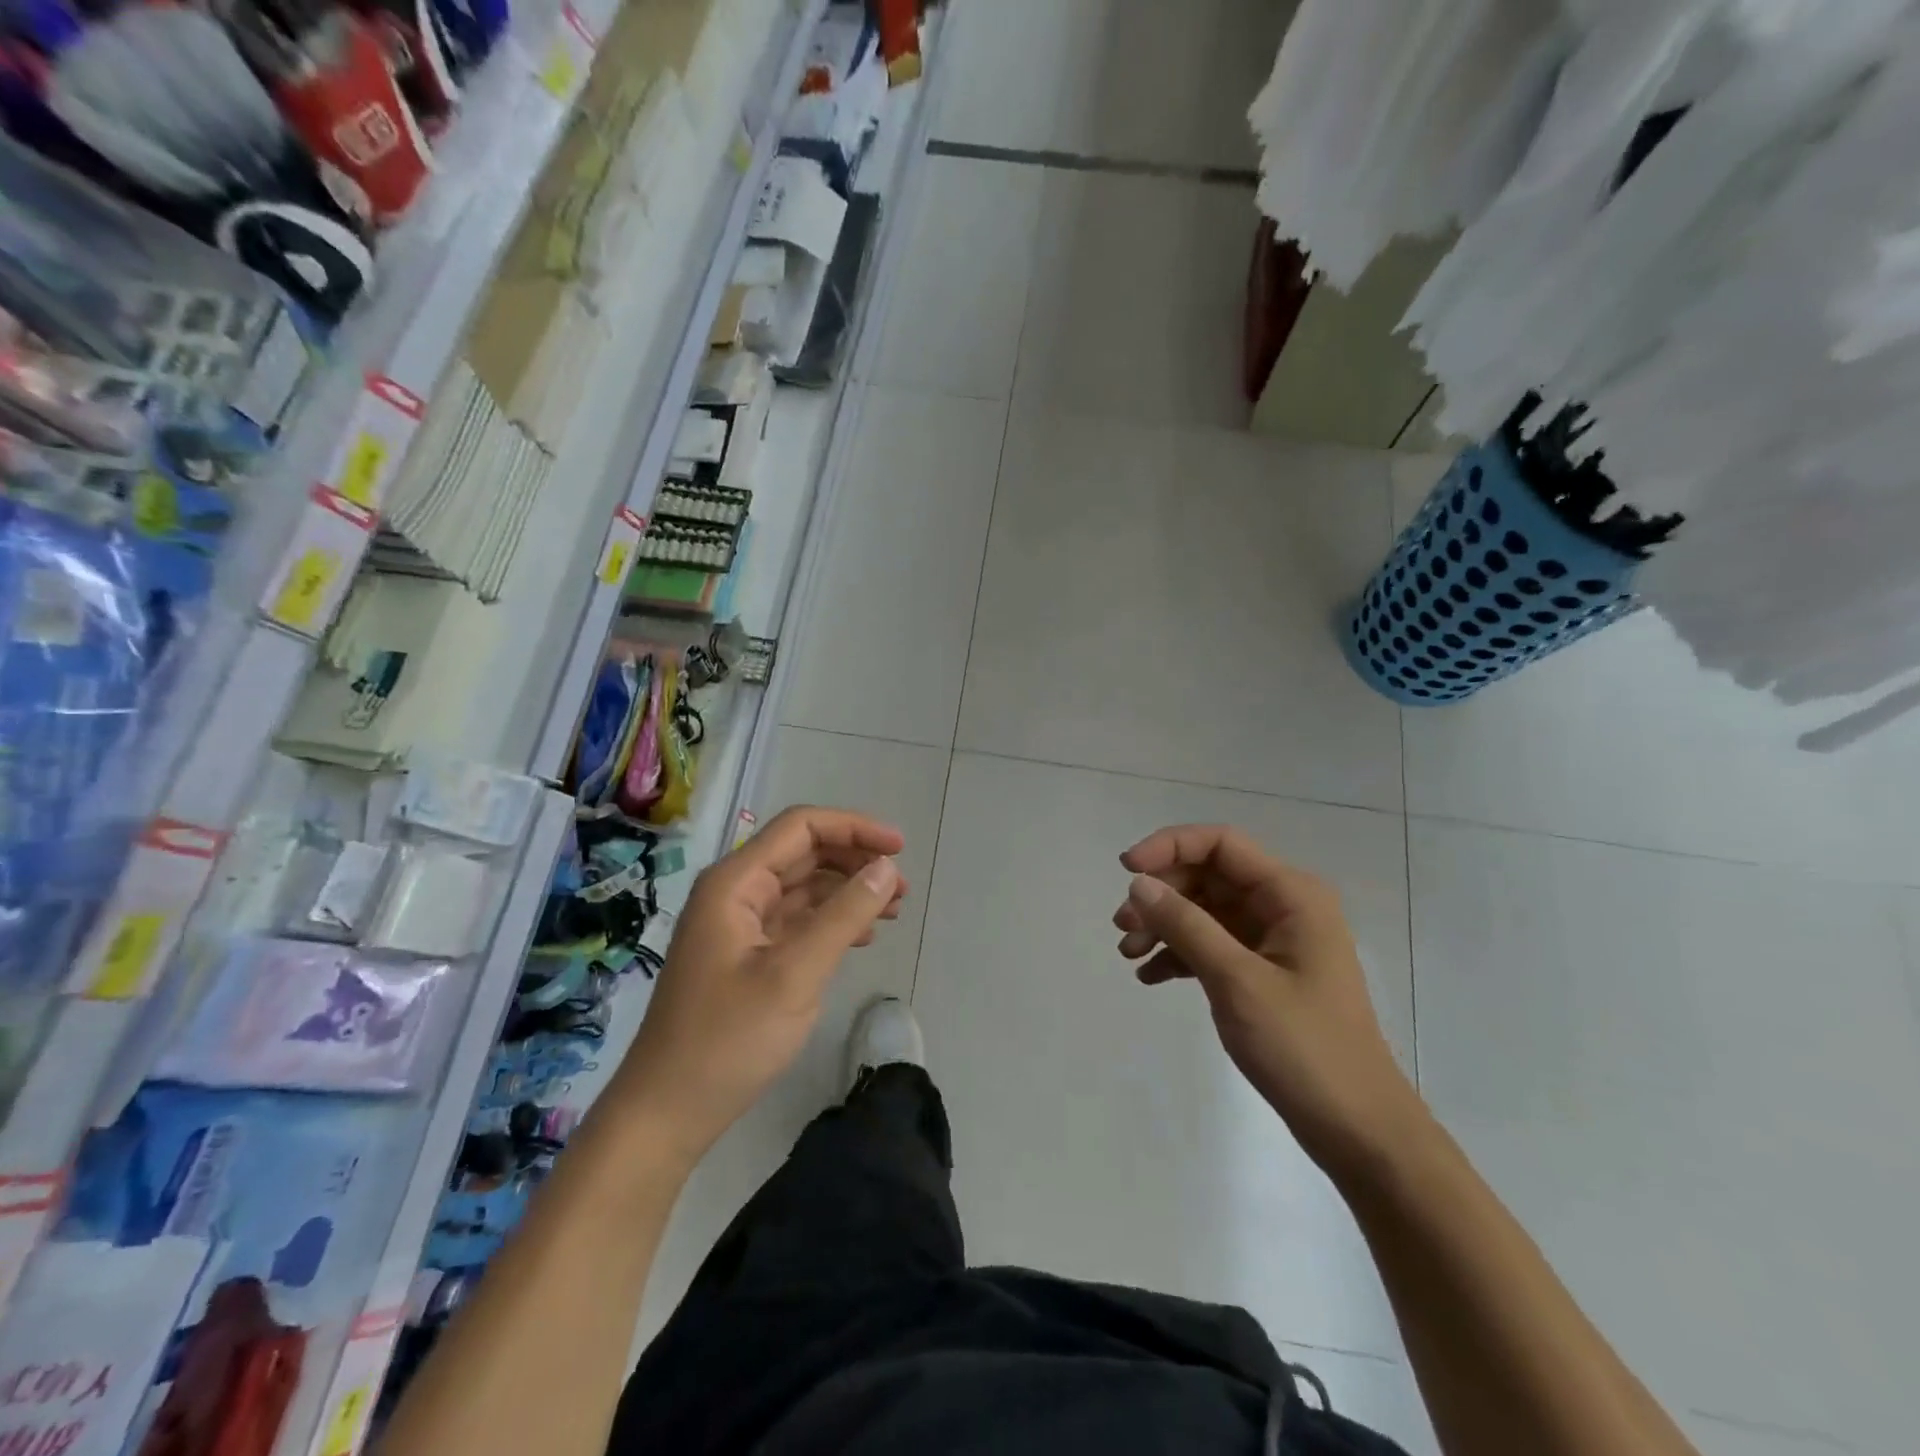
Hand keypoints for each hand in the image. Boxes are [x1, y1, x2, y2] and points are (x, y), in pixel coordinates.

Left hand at [610, 807, 906, 1163]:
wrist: (667, 1112)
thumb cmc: (728, 1039)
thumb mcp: (795, 974)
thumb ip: (844, 915)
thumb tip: (886, 868)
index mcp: (735, 883)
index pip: (801, 828)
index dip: (853, 828)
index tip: (899, 848)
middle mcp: (735, 892)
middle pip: (803, 853)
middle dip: (855, 861)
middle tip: (901, 887)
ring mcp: (739, 924)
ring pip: (803, 887)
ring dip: (848, 891)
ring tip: (893, 910)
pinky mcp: (746, 954)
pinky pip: (796, 920)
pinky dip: (831, 920)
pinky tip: (862, 936)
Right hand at [1114, 825, 1424, 1181]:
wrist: (1357, 1129)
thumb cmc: (1304, 1048)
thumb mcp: (1236, 981)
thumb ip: (1186, 926)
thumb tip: (1139, 884)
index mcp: (1291, 894)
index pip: (1220, 843)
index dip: (1169, 846)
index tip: (1126, 870)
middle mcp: (1284, 906)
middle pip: (1208, 876)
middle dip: (1161, 894)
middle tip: (1122, 925)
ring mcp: (1274, 940)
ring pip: (1205, 911)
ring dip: (1164, 925)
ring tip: (1128, 953)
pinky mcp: (1264, 972)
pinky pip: (1212, 945)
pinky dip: (1179, 954)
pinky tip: (1150, 977)